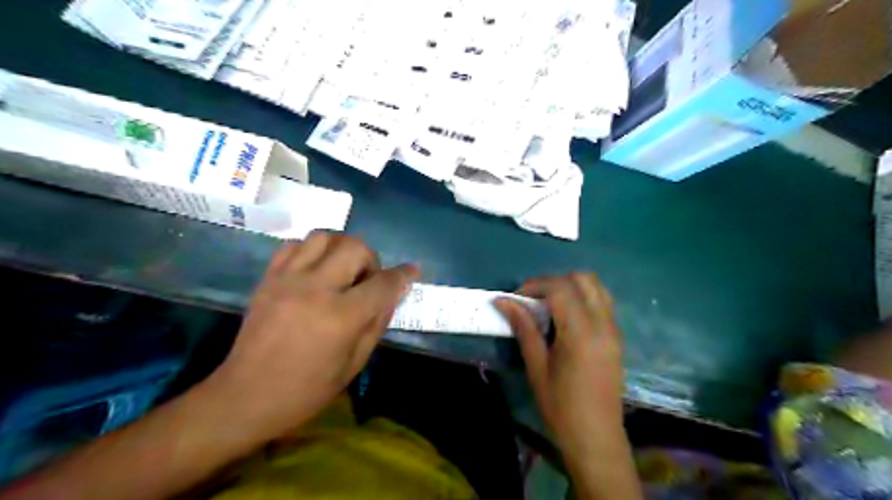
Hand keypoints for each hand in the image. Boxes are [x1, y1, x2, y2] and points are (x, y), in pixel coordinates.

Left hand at [207, 232, 420, 439]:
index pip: (383, 283)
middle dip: (370, 259)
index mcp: (341, 317)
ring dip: (341, 249)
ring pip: (324, 237)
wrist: (245, 396)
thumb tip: (393, 293)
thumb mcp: (354, 363)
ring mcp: (287, 280)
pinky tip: (314, 270)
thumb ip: (377, 322)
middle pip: (354, 247)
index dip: (403, 275)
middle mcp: (315, 289)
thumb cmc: (307, 390)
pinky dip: (312, 251)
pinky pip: (294, 245)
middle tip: (367, 280)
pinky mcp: (268, 279)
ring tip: (341, 271)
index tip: (411, 271)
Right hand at [495, 273, 624, 459]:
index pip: (561, 289)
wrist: (596, 438)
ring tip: (548, 304)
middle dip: (554, 281)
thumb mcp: (536, 367)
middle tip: (532, 299)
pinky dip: (582, 297)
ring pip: (596, 286)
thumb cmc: (560, 407)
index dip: (535, 285)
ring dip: (570, 286)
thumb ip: (523, 328)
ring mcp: (613, 329)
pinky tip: (565, 316)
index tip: (516, 298)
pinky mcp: (616, 337)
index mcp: (581, 333)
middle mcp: (603, 324)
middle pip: (583, 279)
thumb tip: (503, 301)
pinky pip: (602, 301)